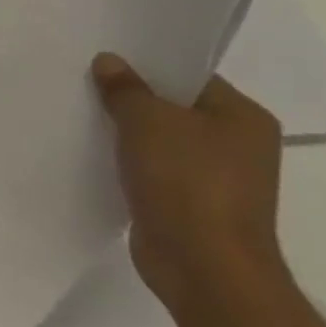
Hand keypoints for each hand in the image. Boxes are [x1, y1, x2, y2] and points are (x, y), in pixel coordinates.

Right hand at [91, 52, 290, 326]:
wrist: (204, 267)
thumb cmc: (187, 182)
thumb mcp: (148, 121)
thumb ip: (126, 88)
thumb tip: (110, 62)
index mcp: (243, 118)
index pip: (190, 77)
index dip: (147, 65)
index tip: (104, 59)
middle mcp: (237, 145)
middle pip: (174, 108)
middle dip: (131, 99)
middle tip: (84, 83)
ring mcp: (216, 179)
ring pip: (160, 141)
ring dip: (126, 133)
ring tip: (82, 115)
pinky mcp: (191, 206)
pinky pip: (153, 171)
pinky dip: (127, 163)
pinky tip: (94, 155)